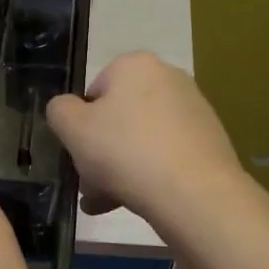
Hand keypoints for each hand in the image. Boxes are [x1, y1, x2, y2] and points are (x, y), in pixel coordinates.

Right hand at [46, 52, 245, 229]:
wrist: (195, 194)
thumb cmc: (126, 152)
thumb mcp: (73, 129)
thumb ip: (59, 111)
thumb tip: (66, 109)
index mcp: (136, 65)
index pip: (94, 91)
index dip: (80, 124)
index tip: (77, 153)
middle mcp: (169, 78)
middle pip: (119, 117)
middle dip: (99, 151)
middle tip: (88, 185)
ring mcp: (194, 111)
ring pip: (140, 140)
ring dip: (118, 169)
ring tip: (105, 203)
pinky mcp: (209, 142)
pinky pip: (165, 155)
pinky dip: (147, 175)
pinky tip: (134, 203)